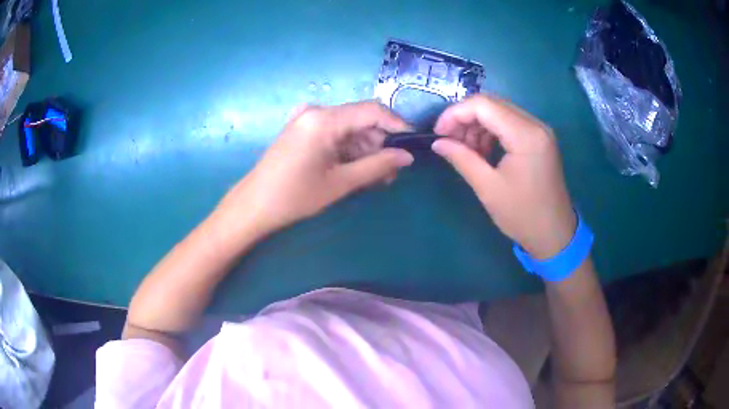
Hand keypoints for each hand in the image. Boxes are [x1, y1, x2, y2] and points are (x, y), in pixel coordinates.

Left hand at [219, 102, 412, 236]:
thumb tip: (407, 156)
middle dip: (380, 145)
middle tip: (392, 174)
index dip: (397, 125)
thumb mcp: (341, 182)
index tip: (413, 146)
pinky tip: (356, 171)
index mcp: (325, 119)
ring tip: (376, 179)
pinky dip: (349, 151)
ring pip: (350, 130)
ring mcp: (307, 119)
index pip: (373, 110)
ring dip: (366, 151)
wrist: (253, 206)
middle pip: (362, 121)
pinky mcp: (303, 130)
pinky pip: (335, 135)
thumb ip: (378, 165)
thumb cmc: (295, 196)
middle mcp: (317, 111)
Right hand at [432, 95, 575, 258]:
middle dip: (464, 118)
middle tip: (448, 141)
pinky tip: (482, 150)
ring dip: (477, 125)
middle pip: (491, 104)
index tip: (438, 133)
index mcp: (525, 135)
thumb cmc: (522, 215)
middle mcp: (535, 124)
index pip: (483, 105)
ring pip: (499, 111)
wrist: (554, 234)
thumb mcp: (488, 188)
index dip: (455, 113)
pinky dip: (491, 131)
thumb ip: (462, 158)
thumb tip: (438, 143)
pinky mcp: (539, 138)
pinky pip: (509, 123)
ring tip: (465, 150)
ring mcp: (539, 130)